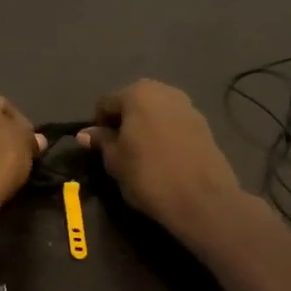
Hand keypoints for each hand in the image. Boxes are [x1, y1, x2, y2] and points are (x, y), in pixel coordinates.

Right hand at [79, 80, 243, 236]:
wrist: (203, 200)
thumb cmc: (149, 176)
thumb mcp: (115, 161)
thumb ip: (101, 142)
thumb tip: (86, 134)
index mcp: (137, 93)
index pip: (105, 102)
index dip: (97, 124)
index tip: (99, 147)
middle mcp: (164, 91)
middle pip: (133, 101)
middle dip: (123, 121)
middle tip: (120, 149)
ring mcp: (188, 106)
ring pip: (156, 111)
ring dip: (145, 126)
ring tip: (143, 154)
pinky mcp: (205, 124)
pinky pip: (174, 123)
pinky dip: (165, 134)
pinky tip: (165, 157)